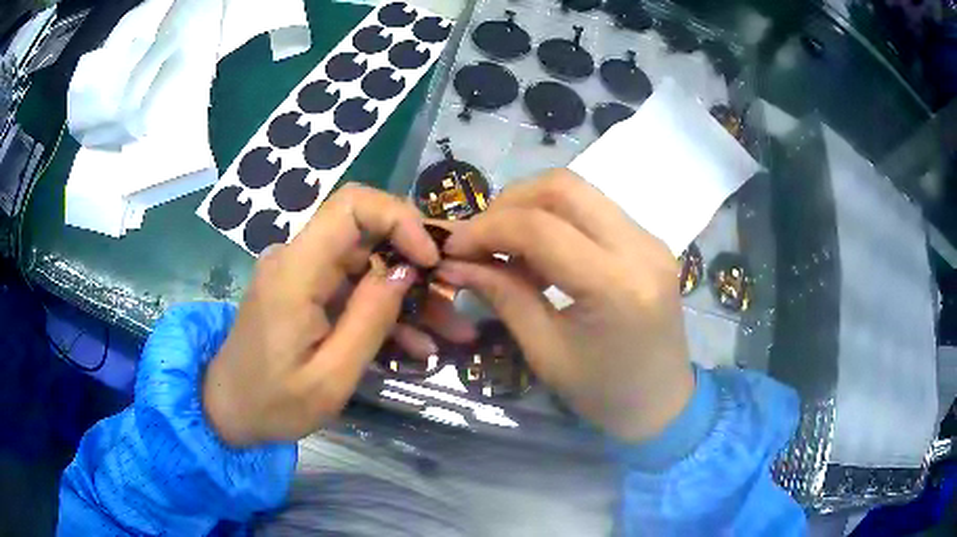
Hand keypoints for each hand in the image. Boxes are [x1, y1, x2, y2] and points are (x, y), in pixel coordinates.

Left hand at [203, 184, 470, 446]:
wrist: (229, 410)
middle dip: (416, 264)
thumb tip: (407, 269)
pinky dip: (384, 311)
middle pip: (367, 234)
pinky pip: (354, 288)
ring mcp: (301, 275)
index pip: (351, 205)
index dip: (400, 218)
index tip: (430, 259)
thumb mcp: (330, 377)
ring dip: (408, 295)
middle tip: (452, 302)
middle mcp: (297, 259)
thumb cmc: (272, 403)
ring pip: (368, 264)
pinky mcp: (306, 292)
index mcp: (295, 271)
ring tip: (448, 333)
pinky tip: (415, 345)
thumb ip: (369, 320)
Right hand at [437, 170, 692, 442]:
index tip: (453, 246)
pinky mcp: (650, 241)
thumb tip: (456, 263)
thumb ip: (503, 296)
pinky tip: (541, 251)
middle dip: (509, 203)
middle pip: (563, 187)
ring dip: (532, 206)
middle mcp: (640, 248)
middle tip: (481, 237)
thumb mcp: (545, 352)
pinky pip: (595, 209)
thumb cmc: (603, 393)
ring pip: (580, 190)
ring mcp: (650, 239)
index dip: (487, 229)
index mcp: (615, 286)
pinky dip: (558, 218)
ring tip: (507, 245)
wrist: (662, 402)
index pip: (540, 229)